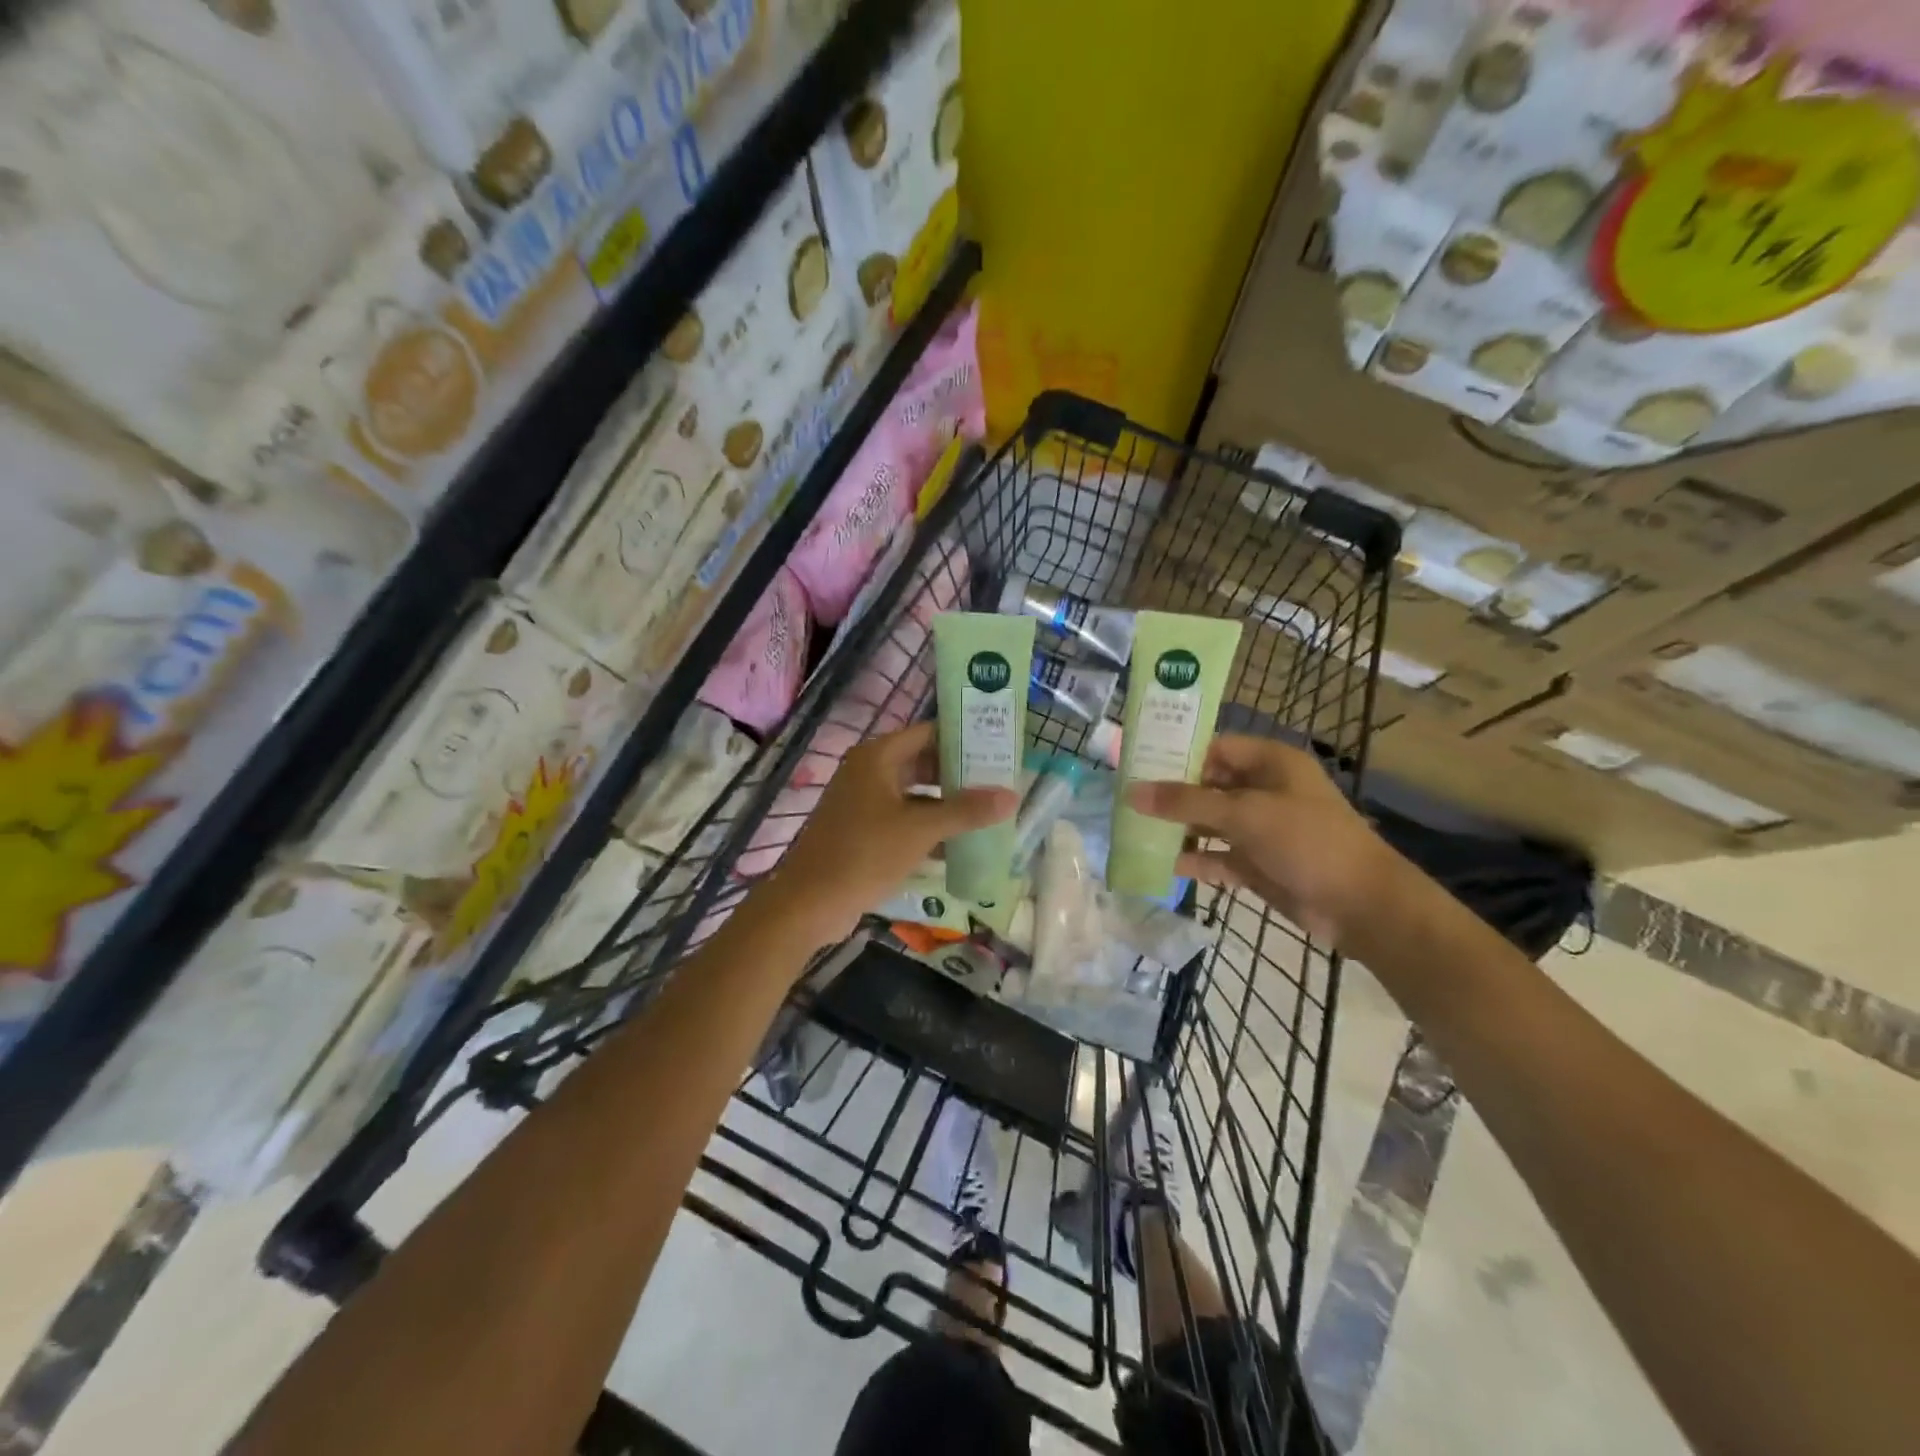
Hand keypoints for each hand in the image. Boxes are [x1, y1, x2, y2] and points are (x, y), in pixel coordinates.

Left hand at [755, 722, 1017, 949]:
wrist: (808, 903)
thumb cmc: (864, 854)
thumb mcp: (920, 830)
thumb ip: (966, 811)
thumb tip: (1012, 795)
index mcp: (878, 757)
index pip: (929, 732)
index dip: (963, 738)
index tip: (999, 747)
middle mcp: (869, 772)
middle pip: (923, 763)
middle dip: (960, 774)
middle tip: (1000, 782)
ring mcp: (863, 802)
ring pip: (915, 794)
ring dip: (947, 804)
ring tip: (989, 812)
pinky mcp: (862, 831)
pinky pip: (904, 819)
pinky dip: (929, 827)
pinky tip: (960, 845)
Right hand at [1127, 734, 1399, 946]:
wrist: (1361, 906)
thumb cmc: (1308, 842)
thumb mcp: (1245, 814)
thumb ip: (1186, 803)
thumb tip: (1132, 792)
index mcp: (1270, 763)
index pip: (1214, 748)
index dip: (1176, 753)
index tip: (1135, 762)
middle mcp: (1264, 790)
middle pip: (1208, 785)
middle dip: (1171, 794)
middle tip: (1125, 797)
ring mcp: (1261, 829)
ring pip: (1210, 822)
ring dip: (1178, 828)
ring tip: (1132, 829)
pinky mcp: (1258, 863)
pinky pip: (1217, 855)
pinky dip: (1194, 859)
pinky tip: (1160, 864)